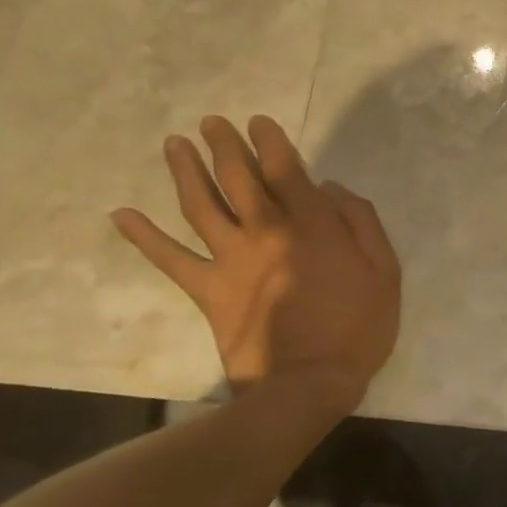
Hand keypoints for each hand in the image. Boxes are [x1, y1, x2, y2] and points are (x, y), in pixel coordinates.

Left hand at [111, 115, 399, 411]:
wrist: (308, 383)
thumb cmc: (357, 326)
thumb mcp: (385, 270)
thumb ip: (360, 222)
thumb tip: (330, 188)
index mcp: (312, 224)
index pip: (285, 169)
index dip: (270, 141)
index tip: (257, 122)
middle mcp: (266, 231)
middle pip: (238, 178)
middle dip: (224, 146)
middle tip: (211, 123)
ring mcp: (231, 260)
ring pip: (201, 205)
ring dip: (185, 172)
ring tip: (173, 144)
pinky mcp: (208, 290)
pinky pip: (170, 259)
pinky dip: (144, 237)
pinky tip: (121, 214)